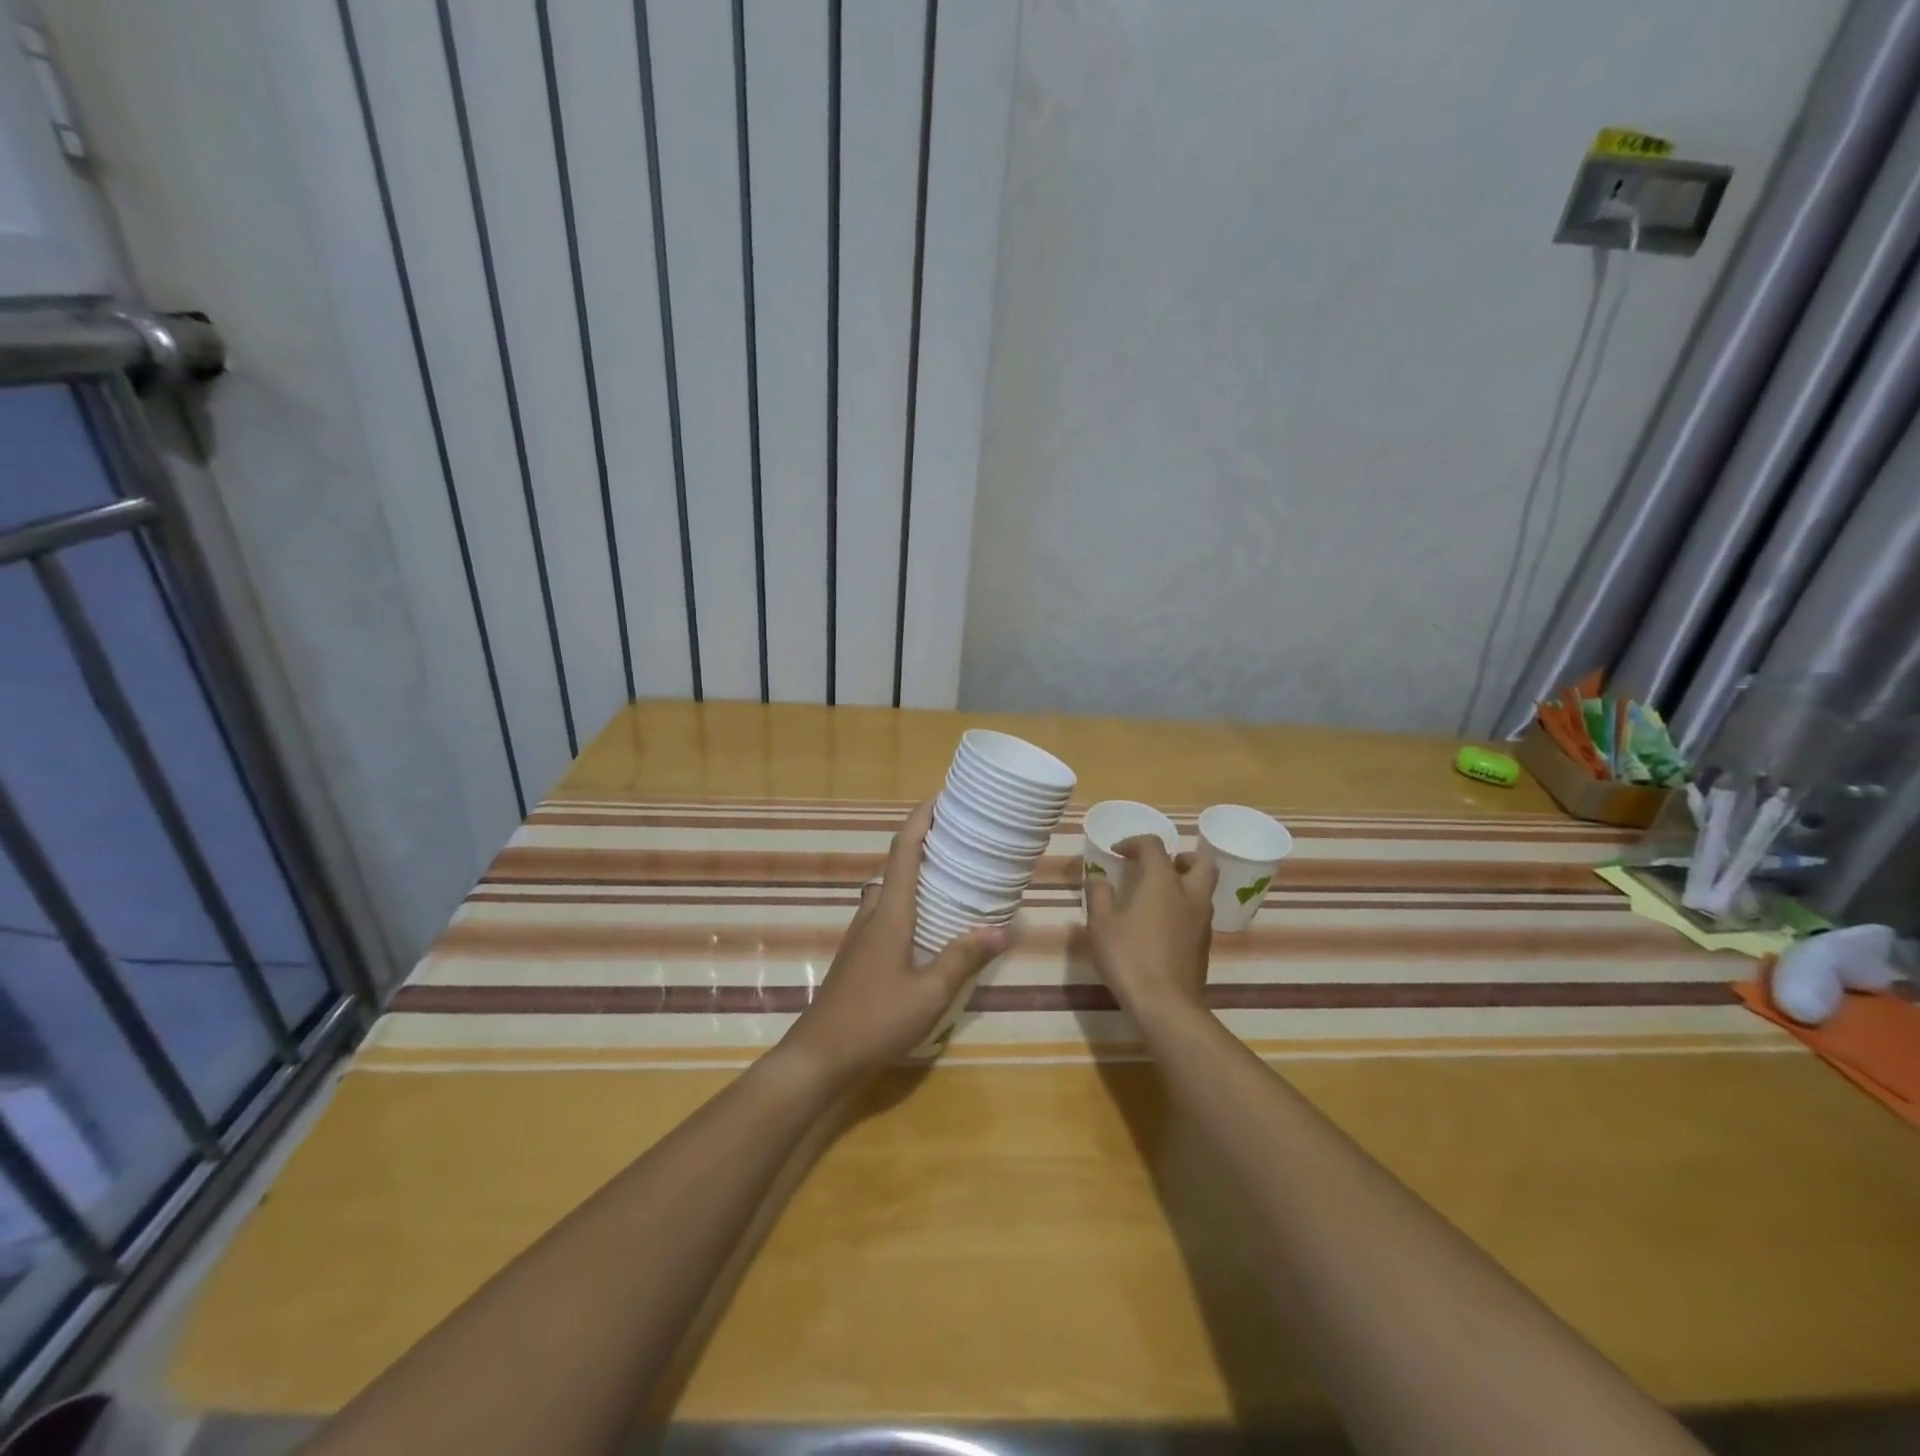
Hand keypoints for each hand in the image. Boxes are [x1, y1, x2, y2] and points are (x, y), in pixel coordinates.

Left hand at [776, 799, 1005, 1085]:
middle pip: (897, 863)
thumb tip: (1003, 928)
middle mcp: (873, 913)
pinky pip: (887, 911)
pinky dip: (910, 900)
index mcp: (889, 912)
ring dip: (917, 873)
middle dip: (925, 842)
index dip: (921, 818)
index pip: (904, 850)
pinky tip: (931, 924)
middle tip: (962, 837)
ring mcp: (862, 933)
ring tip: (953, 876)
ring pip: (891, 889)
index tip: (942, 797)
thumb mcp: (929, 993)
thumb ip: (963, 958)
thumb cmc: (875, 1020)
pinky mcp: (860, 953)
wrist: (819, 1055)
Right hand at [1084, 836, 1216, 1022]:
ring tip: (1158, 893)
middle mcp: (1188, 894)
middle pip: (1200, 862)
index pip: (1154, 846)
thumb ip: (1099, 894)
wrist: (1166, 1004)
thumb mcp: (1101, 924)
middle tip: (1159, 864)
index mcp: (1162, 882)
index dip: (1134, 843)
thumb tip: (1098, 877)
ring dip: (1185, 881)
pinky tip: (1164, 923)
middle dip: (1180, 856)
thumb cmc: (1129, 957)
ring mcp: (1201, 920)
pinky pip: (1199, 912)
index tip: (1117, 852)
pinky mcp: (1204, 944)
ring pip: (1203, 888)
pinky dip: (1185, 906)